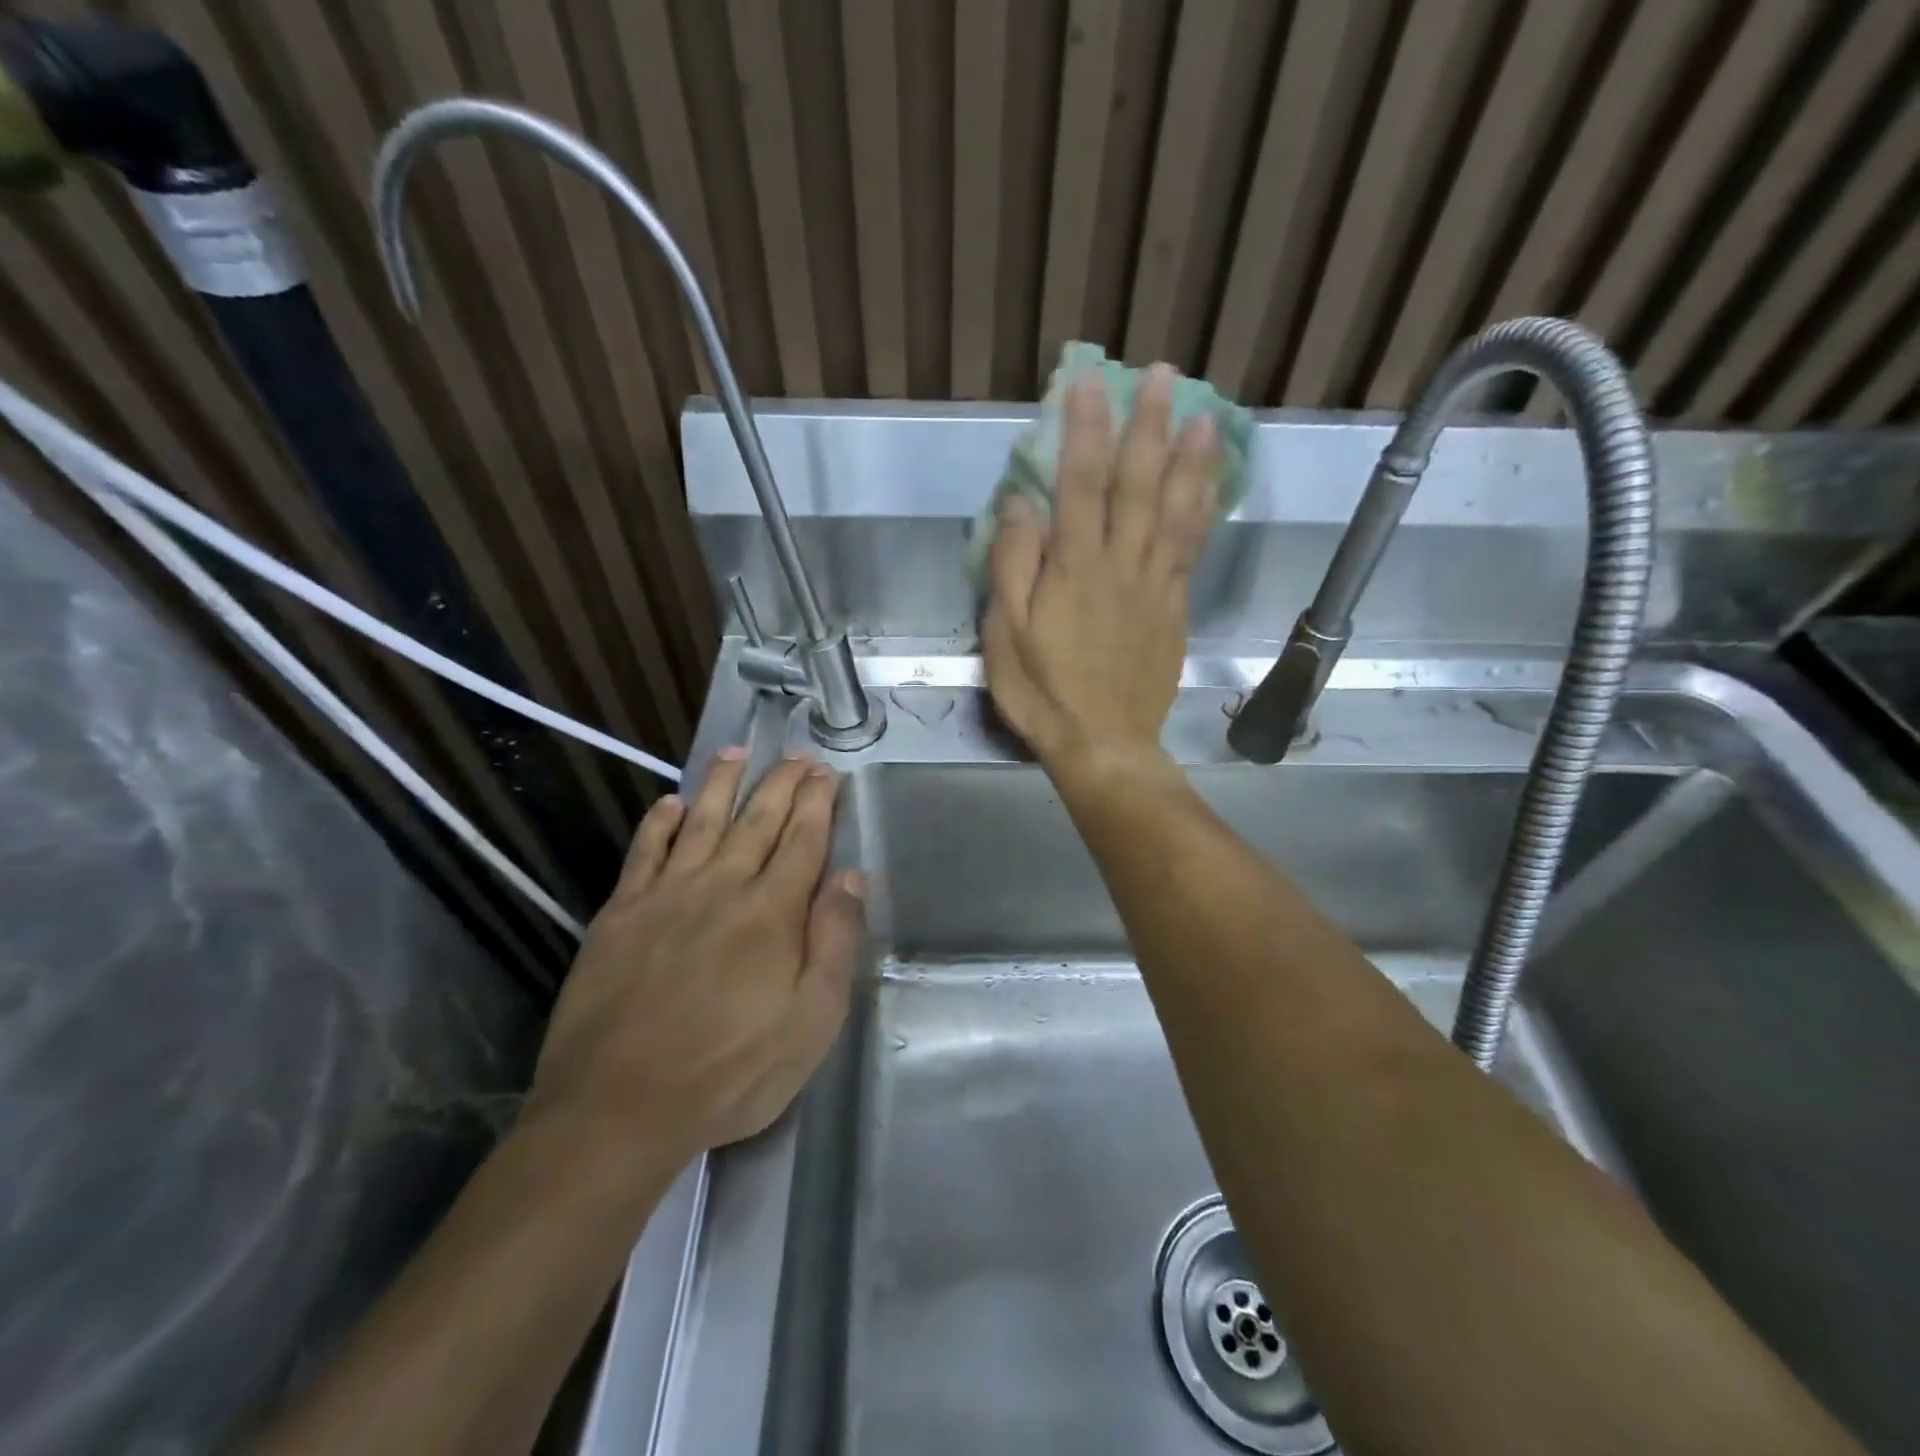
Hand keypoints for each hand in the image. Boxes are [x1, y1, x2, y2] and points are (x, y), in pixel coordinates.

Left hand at [527, 750, 865, 1168]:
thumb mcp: (811, 1021)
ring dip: (722, 784)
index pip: (803, 840)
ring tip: (737, 751)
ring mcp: (665, 896)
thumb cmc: (730, 1072)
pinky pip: (643, 853)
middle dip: (781, 782)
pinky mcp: (620, 915)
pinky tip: (670, 803)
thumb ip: (835, 942)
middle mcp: (721, 887)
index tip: (827, 771)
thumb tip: (852, 877)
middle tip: (796, 753)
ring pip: (701, 822)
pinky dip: (658, 823)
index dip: (817, 801)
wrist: (617, 1108)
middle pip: (757, 820)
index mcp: (772, 912)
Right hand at [984, 364, 1221, 777]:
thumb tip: (1022, 503)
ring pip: (1176, 510)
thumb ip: (1013, 566)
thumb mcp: (1005, 634)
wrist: (1103, 743)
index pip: (1081, 483)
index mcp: (1074, 569)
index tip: (1088, 382)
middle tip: (1161, 375)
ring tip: (1202, 415)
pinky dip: (1203, 509)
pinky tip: (1210, 484)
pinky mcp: (1174, 606)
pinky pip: (1192, 548)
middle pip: (1138, 484)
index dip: (1086, 429)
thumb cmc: (1043, 692)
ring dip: (1190, 459)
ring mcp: (1155, 585)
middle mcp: (1121, 565)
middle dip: (1148, 425)